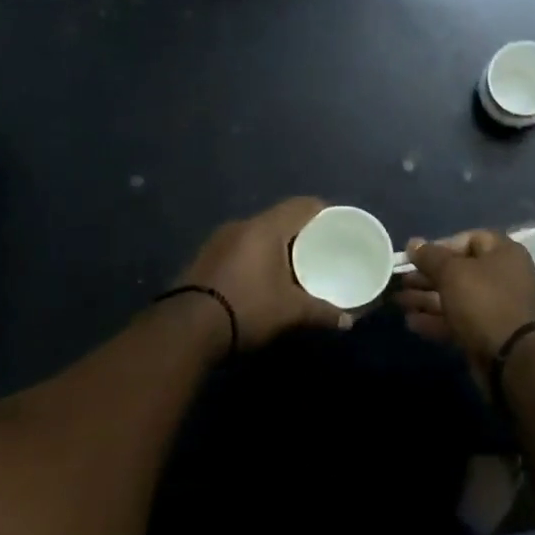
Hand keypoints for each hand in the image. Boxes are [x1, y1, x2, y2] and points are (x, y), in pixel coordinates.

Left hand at [178, 197, 350, 350]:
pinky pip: (240, 247)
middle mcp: (241, 225)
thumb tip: (348, 321)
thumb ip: (321, 312)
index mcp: (265, 227)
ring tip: (294, 264)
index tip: (338, 224)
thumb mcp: (290, 312)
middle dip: (301, 231)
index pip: (301, 205)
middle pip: (279, 218)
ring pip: (257, 233)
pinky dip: (256, 255)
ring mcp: (218, 240)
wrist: (186, 329)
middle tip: (321, 248)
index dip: (323, 211)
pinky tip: (263, 276)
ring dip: (276, 244)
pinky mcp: (205, 257)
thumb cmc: (247, 308)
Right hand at [395, 230, 534, 375]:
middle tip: (402, 281)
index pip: (470, 239)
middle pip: (459, 270)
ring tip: (399, 302)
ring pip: (456, 297)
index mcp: (504, 254)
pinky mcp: (488, 333)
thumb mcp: (452, 273)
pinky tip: (411, 322)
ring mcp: (496, 307)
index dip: (442, 245)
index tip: (419, 257)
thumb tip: (414, 243)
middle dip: (427, 276)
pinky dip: (436, 320)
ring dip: (426, 299)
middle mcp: (503, 277)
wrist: (511, 359)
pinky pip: (459, 320)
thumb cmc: (483, 302)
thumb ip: (430, 257)